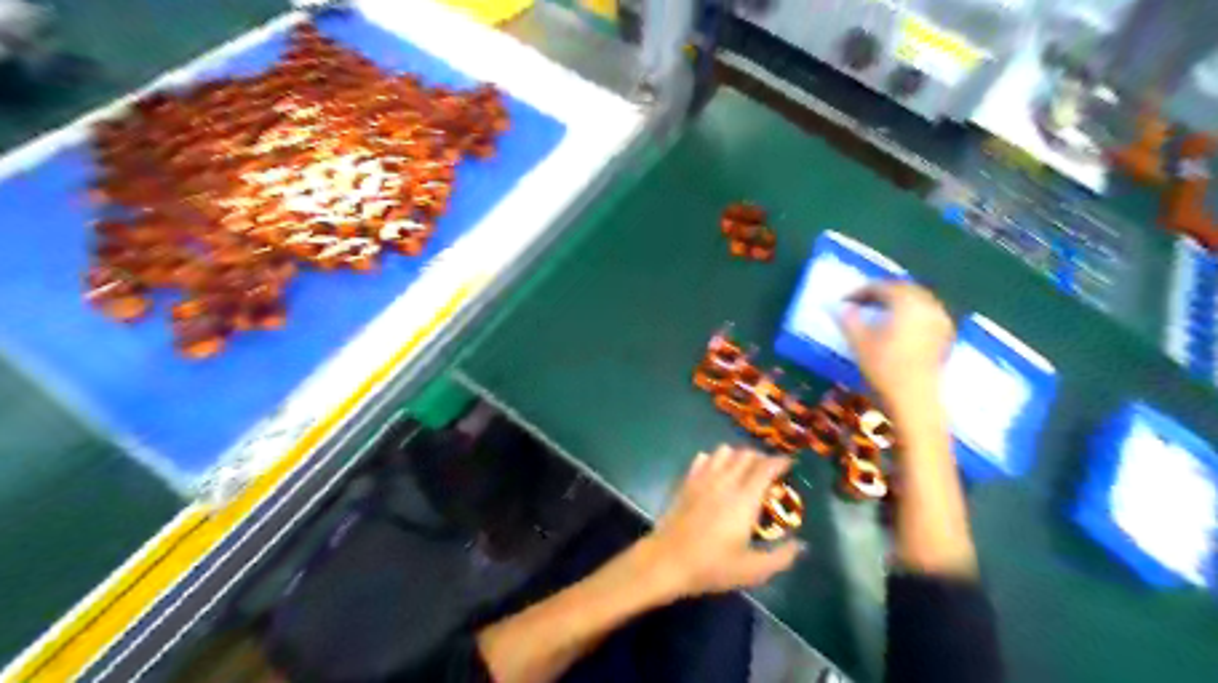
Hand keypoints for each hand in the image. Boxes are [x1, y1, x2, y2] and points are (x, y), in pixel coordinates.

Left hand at [641, 443, 804, 597]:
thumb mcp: (752, 570)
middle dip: (761, 458)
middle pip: (746, 455)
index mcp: (744, 499)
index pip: (765, 468)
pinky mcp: (686, 482)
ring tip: (744, 469)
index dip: (780, 462)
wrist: (667, 561)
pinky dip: (715, 459)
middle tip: (769, 470)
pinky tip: (717, 472)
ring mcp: (703, 479)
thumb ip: (780, 557)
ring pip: (724, 451)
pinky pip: (703, 458)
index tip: (790, 464)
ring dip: (738, 455)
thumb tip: (801, 545)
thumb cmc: (711, 566)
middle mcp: (725, 482)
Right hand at [843, 279, 954, 420]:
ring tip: (877, 312)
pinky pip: (927, 312)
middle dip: (880, 292)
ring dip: (897, 301)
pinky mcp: (945, 335)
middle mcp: (928, 306)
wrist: (915, 400)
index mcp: (907, 303)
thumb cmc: (885, 370)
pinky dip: (911, 312)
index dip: (860, 291)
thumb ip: (849, 320)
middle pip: (903, 289)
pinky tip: (899, 324)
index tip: (844, 301)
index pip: (882, 287)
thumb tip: (839, 307)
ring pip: (917, 299)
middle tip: (860, 301)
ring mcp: (940, 320)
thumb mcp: (860, 343)